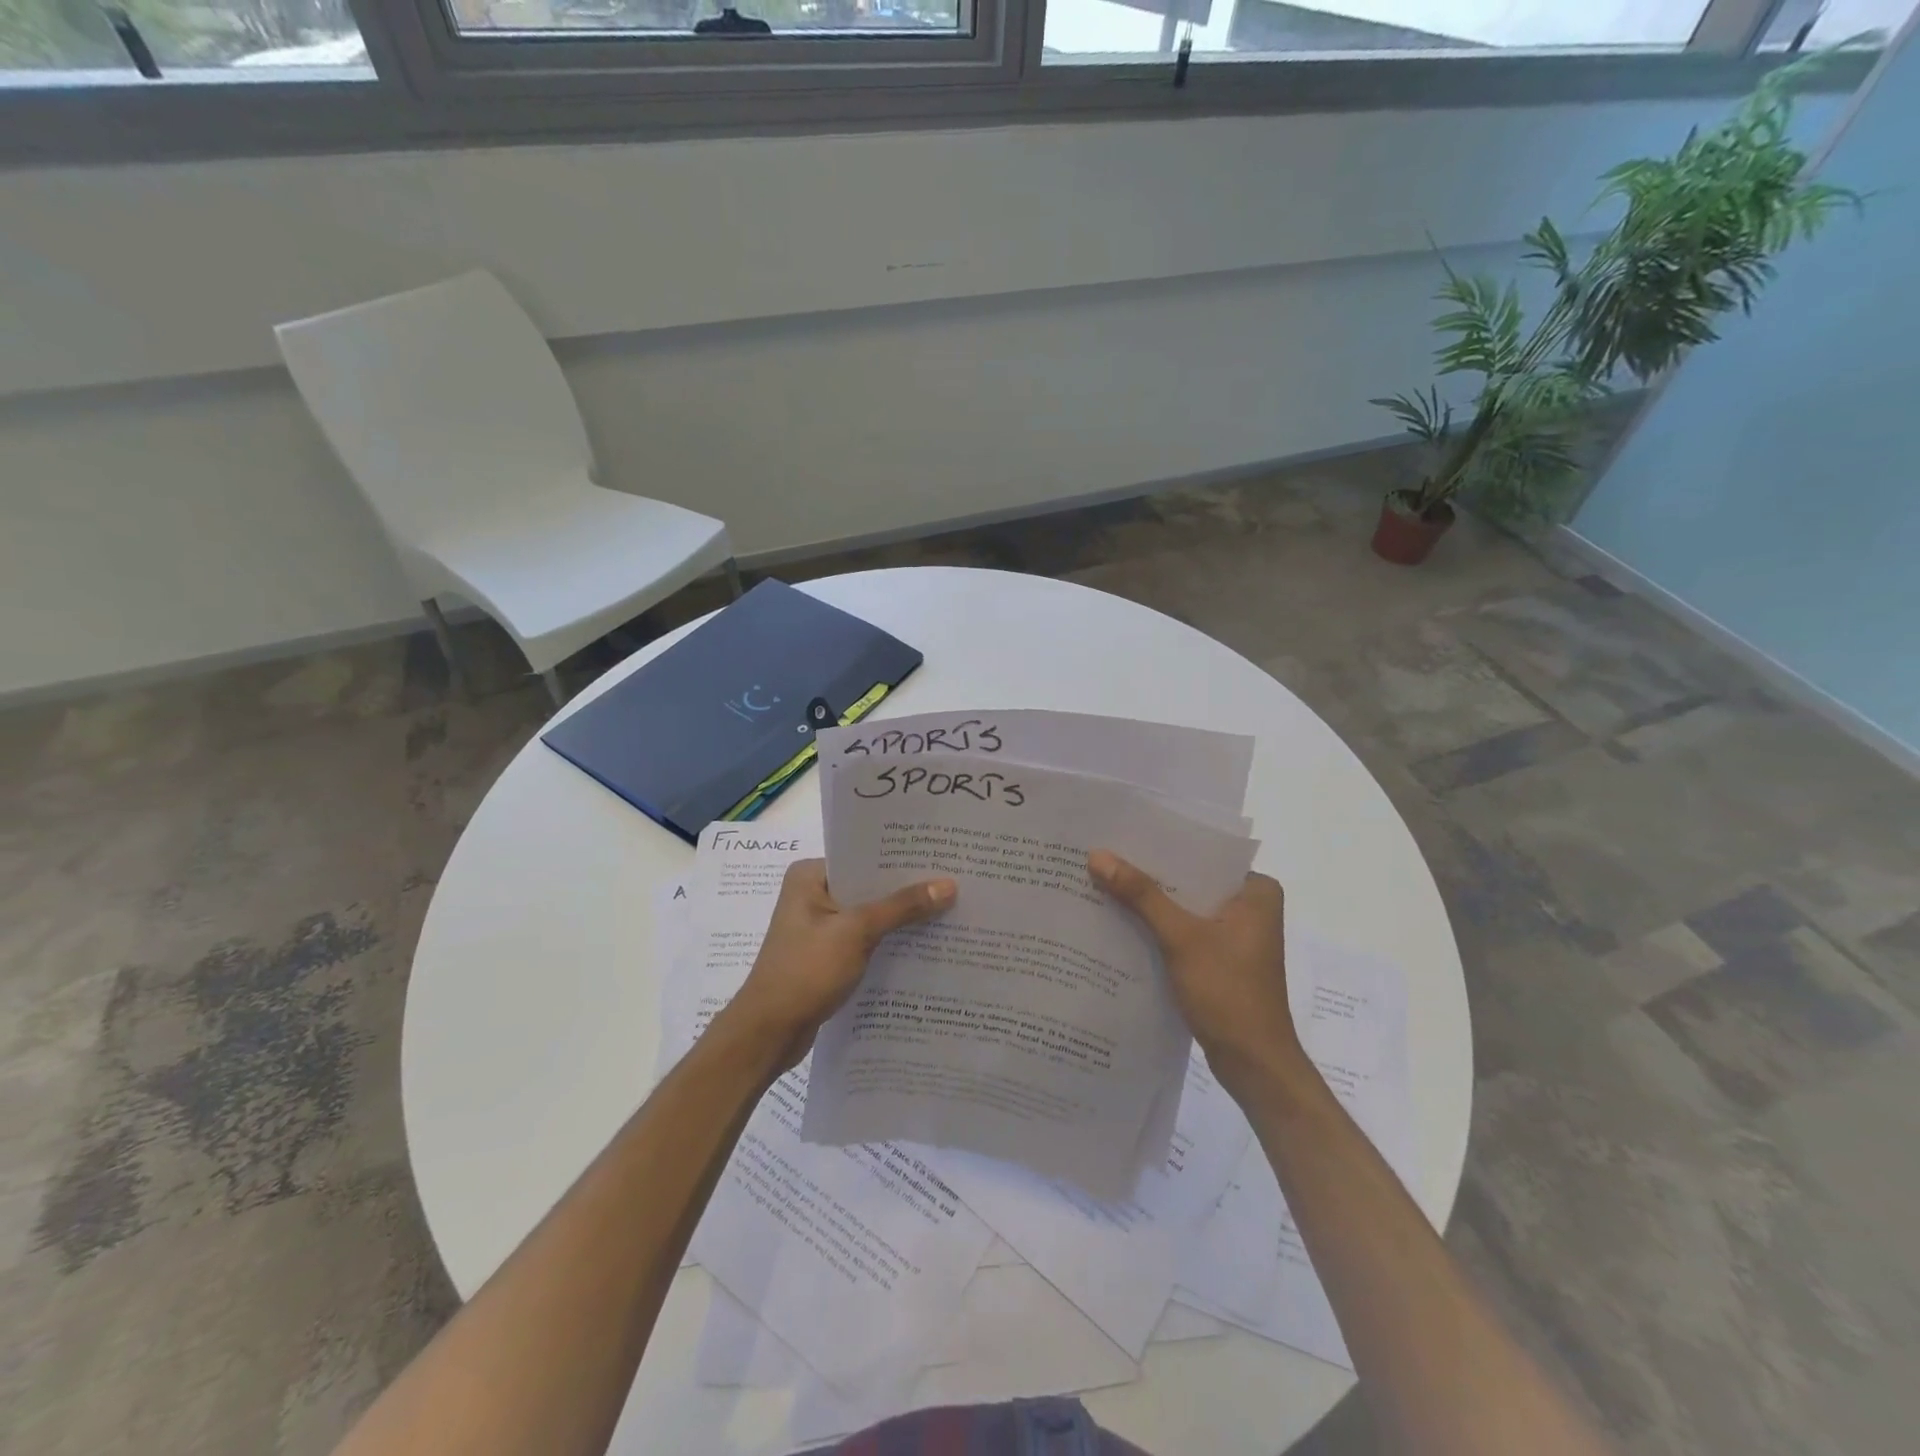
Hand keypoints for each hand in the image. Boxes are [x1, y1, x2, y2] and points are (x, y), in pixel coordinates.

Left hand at [721, 858, 955, 1072]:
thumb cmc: (805, 972)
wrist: (769, 1033)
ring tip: (949, 908)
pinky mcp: (827, 954)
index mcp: (810, 876)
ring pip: (869, 913)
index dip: (901, 857)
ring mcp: (820, 926)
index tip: (941, 854)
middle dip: (906, 888)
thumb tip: (949, 885)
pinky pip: (865, 937)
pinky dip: (888, 940)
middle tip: (954, 880)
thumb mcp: (857, 932)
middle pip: (869, 885)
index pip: (863, 856)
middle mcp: (813, 894)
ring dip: (900, 917)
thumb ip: (902, 907)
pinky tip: (924, 943)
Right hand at [1088, 850, 1304, 1096]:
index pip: (1202, 852)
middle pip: (1190, 879)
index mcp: (1256, 890)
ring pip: (1185, 905)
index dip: (1160, 844)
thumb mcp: (1181, 938)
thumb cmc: (1228, 993)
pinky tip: (1120, 920)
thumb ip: (1141, 895)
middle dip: (1149, 873)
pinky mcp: (1220, 958)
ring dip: (1150, 901)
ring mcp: (1236, 934)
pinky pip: (1184, 929)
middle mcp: (1251, 905)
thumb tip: (1098, 855)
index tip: (1119, 833)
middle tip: (1102, 855)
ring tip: (1103, 881)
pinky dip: (1158, 926)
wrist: (1253, 1064)